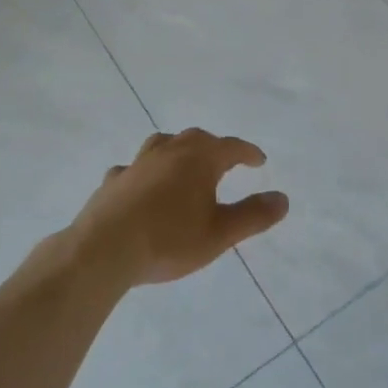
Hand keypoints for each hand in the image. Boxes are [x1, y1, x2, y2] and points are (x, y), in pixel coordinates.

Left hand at [69, 129, 288, 287]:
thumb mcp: (220, 233)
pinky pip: (133, 169)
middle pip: (196, 138)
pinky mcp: (113, 181)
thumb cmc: (169, 240)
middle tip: (225, 160)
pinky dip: (144, 172)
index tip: (259, 160)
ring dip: (177, 150)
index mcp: (199, 159)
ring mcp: (138, 163)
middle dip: (214, 147)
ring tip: (183, 162)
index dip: (247, 152)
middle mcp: (169, 151)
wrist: (104, 249)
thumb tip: (283, 198)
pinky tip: (140, 185)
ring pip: (162, 144)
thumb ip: (253, 215)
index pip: (231, 147)